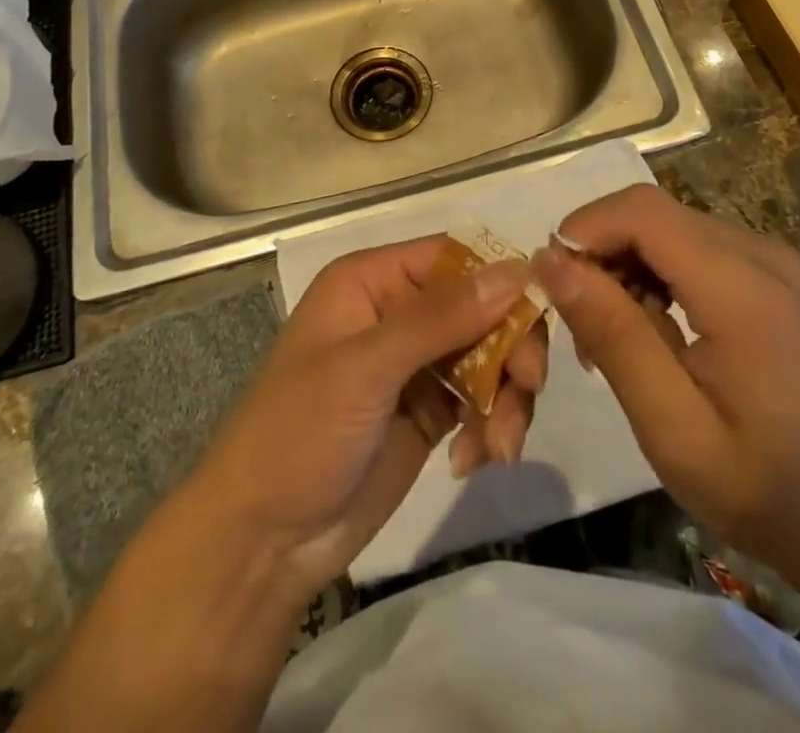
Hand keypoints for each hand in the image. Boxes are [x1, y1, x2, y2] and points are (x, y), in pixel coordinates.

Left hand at [189, 236, 548, 601]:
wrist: (263, 541)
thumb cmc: (300, 432)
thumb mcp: (367, 368)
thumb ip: (441, 318)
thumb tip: (515, 269)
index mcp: (373, 280)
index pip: (453, 258)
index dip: (498, 279)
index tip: (536, 315)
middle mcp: (398, 311)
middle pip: (480, 307)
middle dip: (510, 347)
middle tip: (528, 387)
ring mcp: (416, 363)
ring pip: (489, 355)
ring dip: (506, 397)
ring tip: (500, 446)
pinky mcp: (430, 410)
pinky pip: (482, 400)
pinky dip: (491, 426)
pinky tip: (473, 461)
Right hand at [531, 185, 799, 565]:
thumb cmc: (758, 486)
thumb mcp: (671, 426)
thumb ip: (613, 334)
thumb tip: (551, 261)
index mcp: (744, 290)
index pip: (644, 212)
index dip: (586, 228)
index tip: (550, 280)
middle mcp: (764, 255)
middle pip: (654, 214)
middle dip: (601, 251)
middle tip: (580, 322)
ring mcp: (774, 260)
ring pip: (669, 225)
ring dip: (626, 262)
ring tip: (612, 333)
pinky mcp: (773, 273)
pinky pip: (694, 245)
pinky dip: (656, 270)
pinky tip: (651, 324)